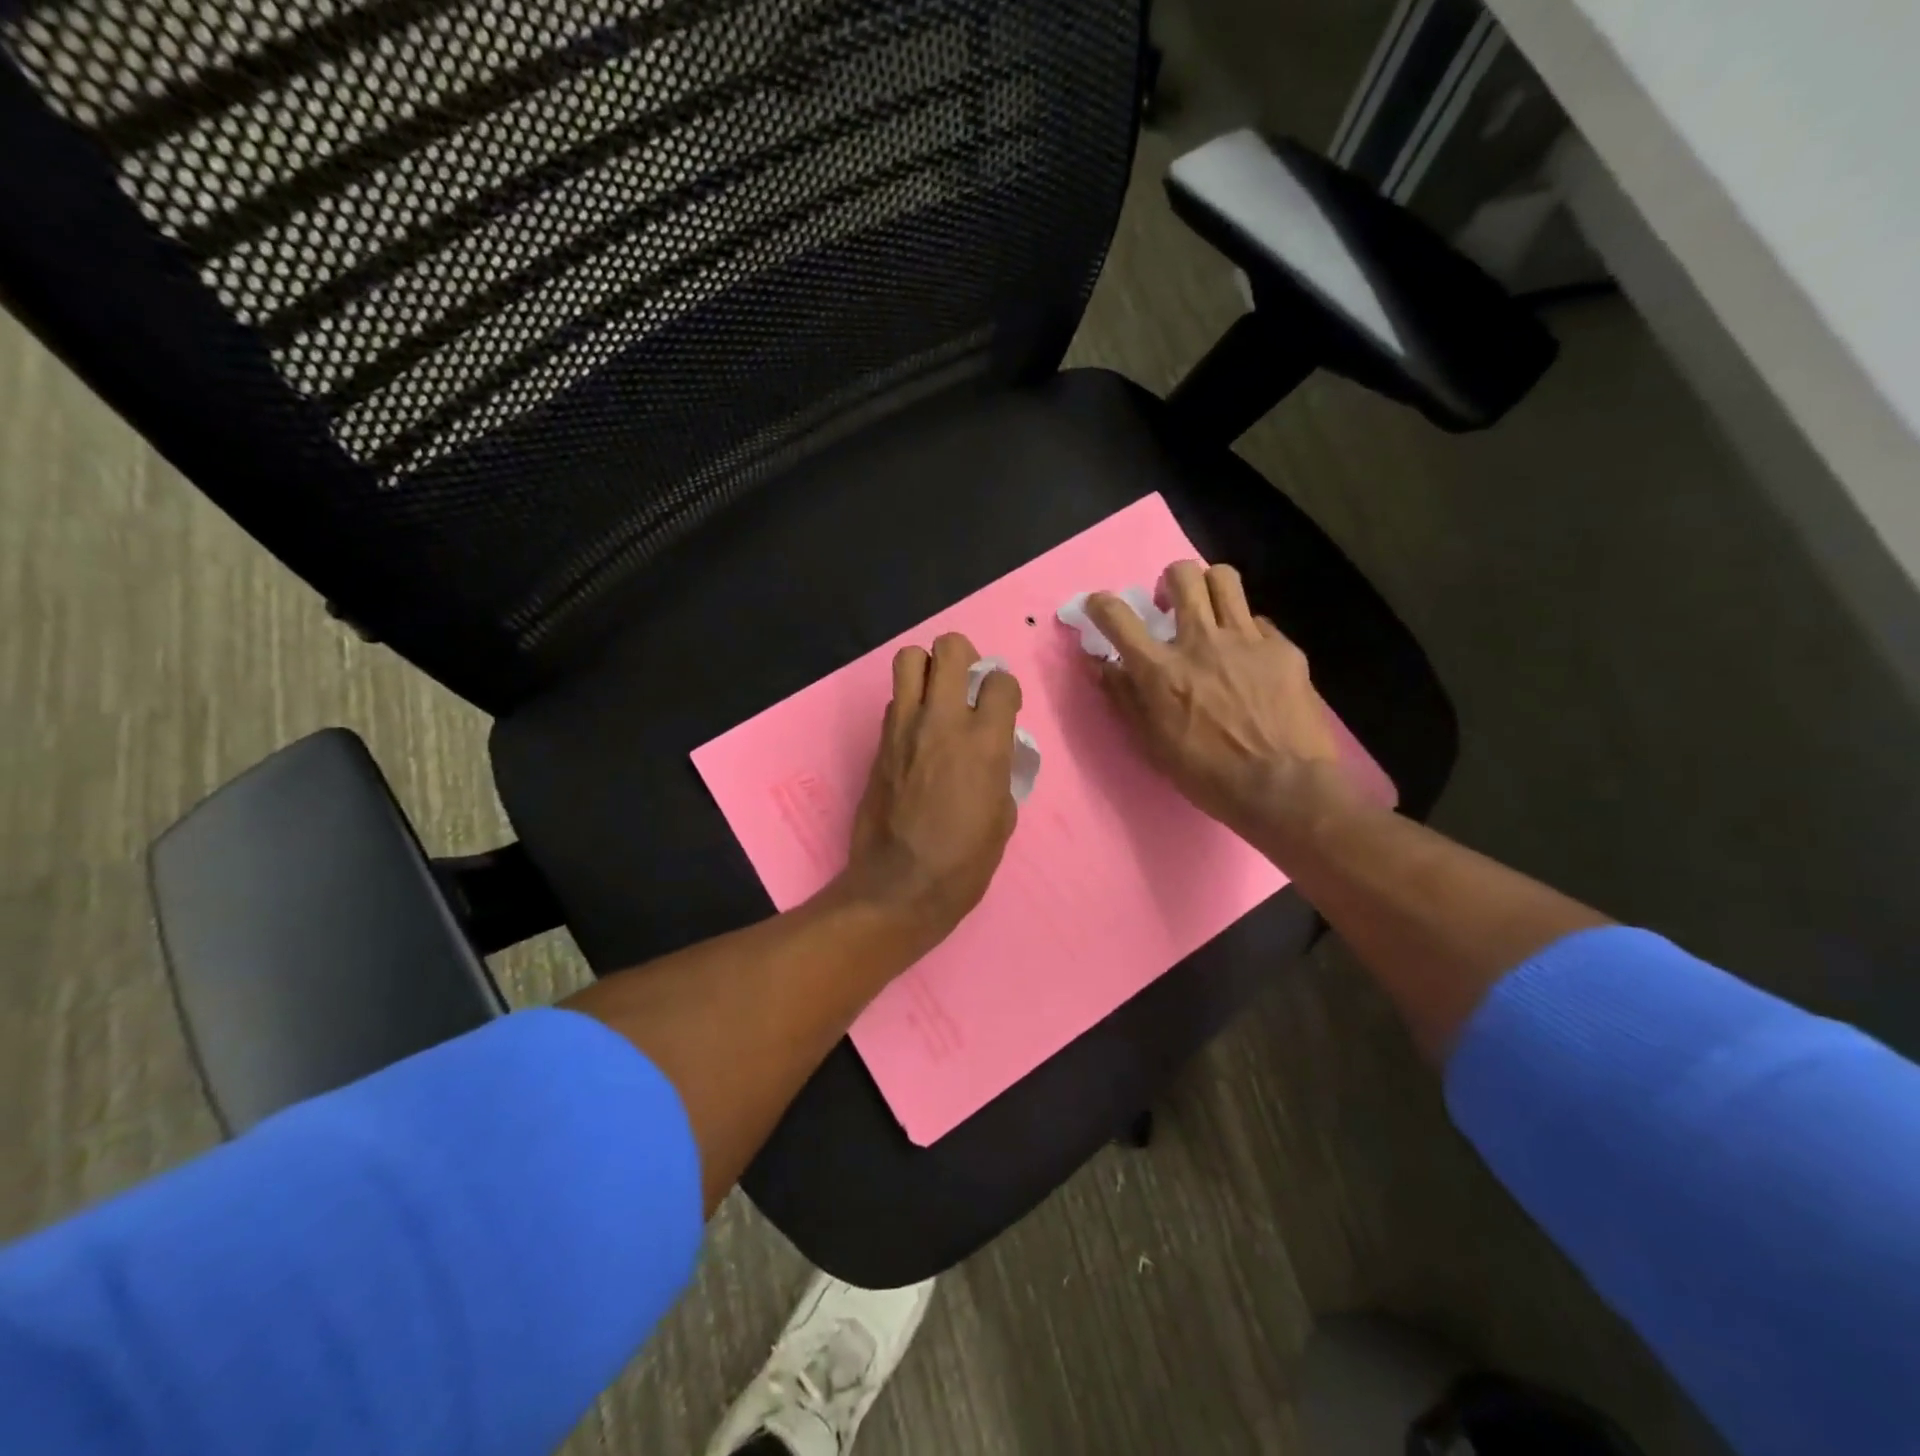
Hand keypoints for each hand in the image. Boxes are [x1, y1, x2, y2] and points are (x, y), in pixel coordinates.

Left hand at [837, 632, 1021, 952]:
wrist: (899, 887)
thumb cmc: (963, 863)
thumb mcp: (1003, 818)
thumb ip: (1000, 771)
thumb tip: (993, 755)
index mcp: (985, 742)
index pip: (1000, 680)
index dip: (1005, 690)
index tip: (1003, 707)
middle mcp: (943, 721)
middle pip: (949, 647)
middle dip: (963, 656)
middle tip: (966, 683)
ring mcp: (904, 728)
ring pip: (908, 658)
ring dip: (927, 669)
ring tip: (936, 696)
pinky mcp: (879, 743)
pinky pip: (894, 701)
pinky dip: (908, 705)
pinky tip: (917, 733)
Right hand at [1086, 561, 1360, 841]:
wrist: (1284, 787)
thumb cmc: (1207, 775)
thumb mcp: (1152, 744)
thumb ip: (1124, 698)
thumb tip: (1101, 664)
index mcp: (1161, 670)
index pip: (1118, 616)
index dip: (1100, 603)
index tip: (1098, 605)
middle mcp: (1200, 642)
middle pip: (1181, 575)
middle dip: (1169, 581)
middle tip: (1170, 605)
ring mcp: (1246, 640)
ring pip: (1223, 578)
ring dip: (1208, 587)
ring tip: (1209, 610)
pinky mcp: (1282, 649)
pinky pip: (1258, 620)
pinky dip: (1245, 630)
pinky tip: (1248, 656)